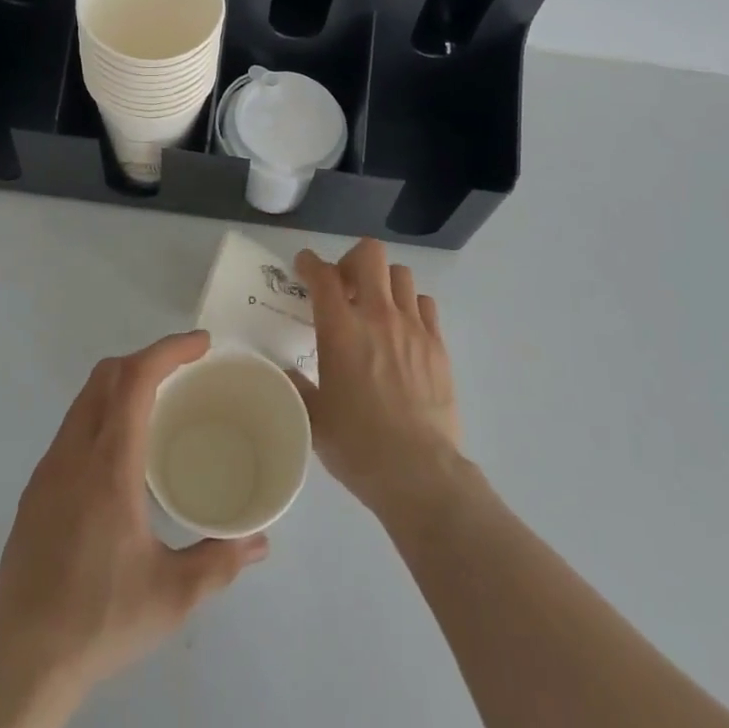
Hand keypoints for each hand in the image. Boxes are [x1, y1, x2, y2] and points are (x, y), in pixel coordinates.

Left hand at [0, 331, 269, 703]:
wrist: (20, 666)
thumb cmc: (100, 622)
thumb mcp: (172, 596)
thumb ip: (220, 561)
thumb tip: (260, 541)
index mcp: (108, 466)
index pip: (135, 380)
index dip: (169, 350)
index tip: (201, 344)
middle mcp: (73, 454)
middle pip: (106, 375)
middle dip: (147, 358)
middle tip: (185, 370)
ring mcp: (48, 470)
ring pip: (85, 399)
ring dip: (121, 383)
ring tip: (158, 402)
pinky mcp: (35, 491)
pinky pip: (72, 427)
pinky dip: (102, 412)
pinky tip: (121, 451)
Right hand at [292, 240, 464, 521]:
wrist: (418, 472)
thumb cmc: (357, 445)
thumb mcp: (314, 416)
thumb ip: (298, 386)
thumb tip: (290, 373)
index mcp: (340, 329)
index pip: (322, 275)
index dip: (309, 262)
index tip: (304, 266)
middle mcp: (377, 316)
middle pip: (369, 255)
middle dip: (352, 260)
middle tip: (345, 286)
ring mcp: (413, 327)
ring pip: (401, 274)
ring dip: (383, 282)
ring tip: (376, 306)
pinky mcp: (438, 345)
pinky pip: (425, 304)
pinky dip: (411, 306)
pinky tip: (404, 329)